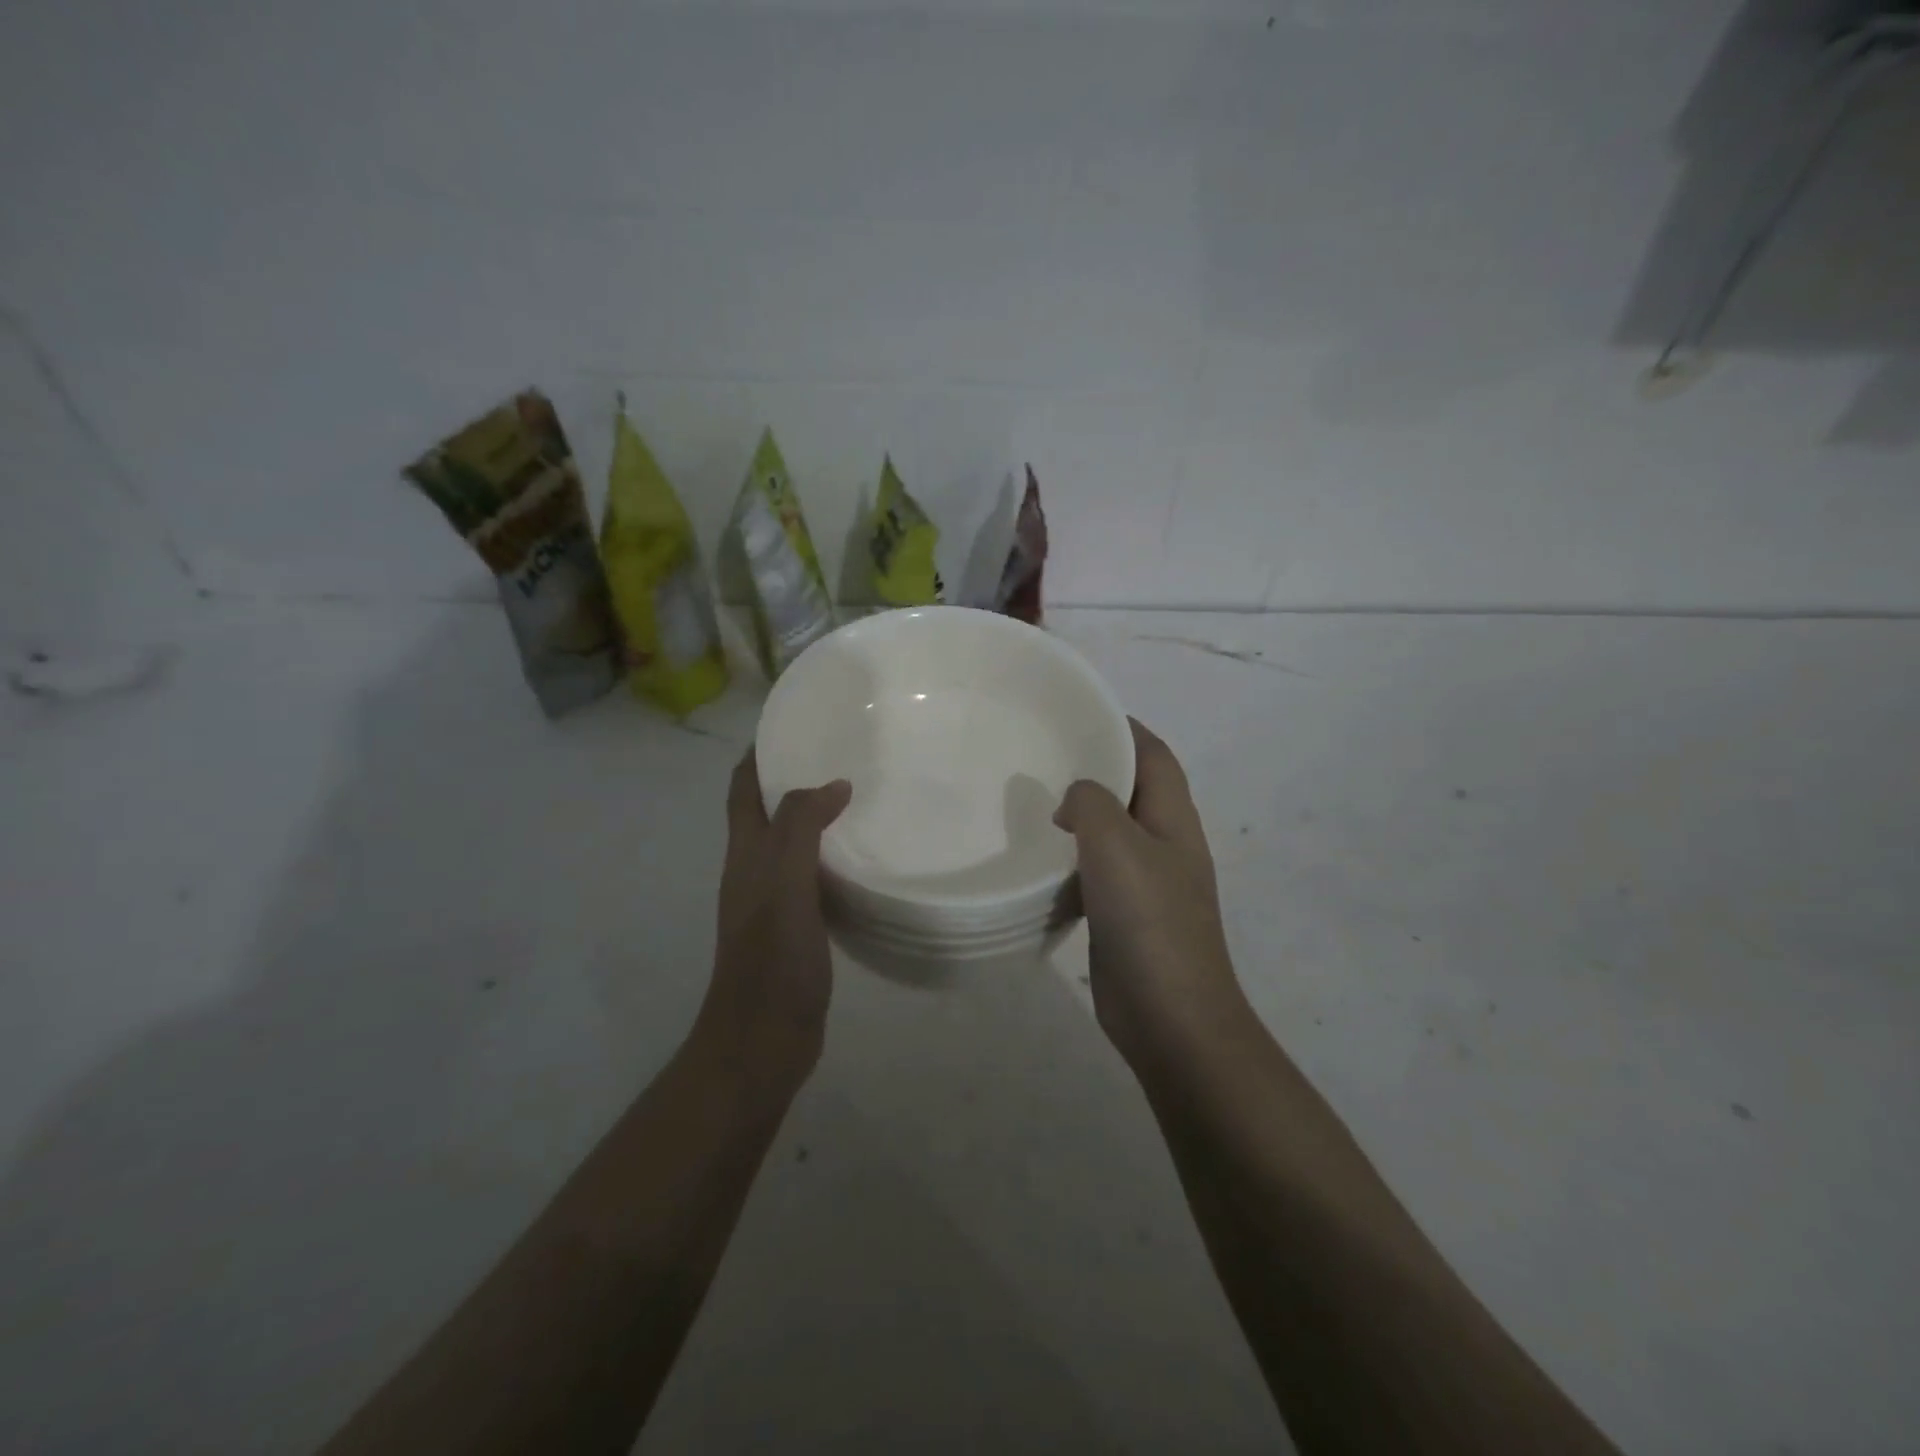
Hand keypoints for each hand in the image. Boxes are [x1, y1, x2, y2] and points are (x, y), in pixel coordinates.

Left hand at [696, 753, 851, 1094]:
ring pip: (794, 843)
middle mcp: (755, 870)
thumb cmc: (771, 960)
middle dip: (794, 777)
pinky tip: (865, 856)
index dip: (759, 752)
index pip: (743, 788)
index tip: (792, 722)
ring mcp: (775, 900)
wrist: (763, 1041)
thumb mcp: (785, 884)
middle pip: (768, 810)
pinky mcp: (798, 926)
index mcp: (745, 853)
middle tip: (842, 752)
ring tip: (861, 794)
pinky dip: (834, 855)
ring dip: (817, 816)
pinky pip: (815, 875)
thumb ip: (802, 828)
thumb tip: (834, 784)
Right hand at [1055, 719, 1249, 1072]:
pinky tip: (1040, 858)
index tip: (1079, 711)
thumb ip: (1092, 804)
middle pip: (1133, 789)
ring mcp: (1148, 883)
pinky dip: (1073, 857)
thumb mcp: (1117, 846)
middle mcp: (1166, 844)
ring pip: (1113, 832)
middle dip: (1097, 766)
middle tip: (1044, 753)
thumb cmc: (1149, 922)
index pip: (1154, 755)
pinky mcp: (1126, 916)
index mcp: (1174, 820)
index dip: (1124, 727)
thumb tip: (1076, 799)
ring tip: (1033, 799)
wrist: (1170, 1017)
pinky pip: (1098, 870)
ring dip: (1081, 814)